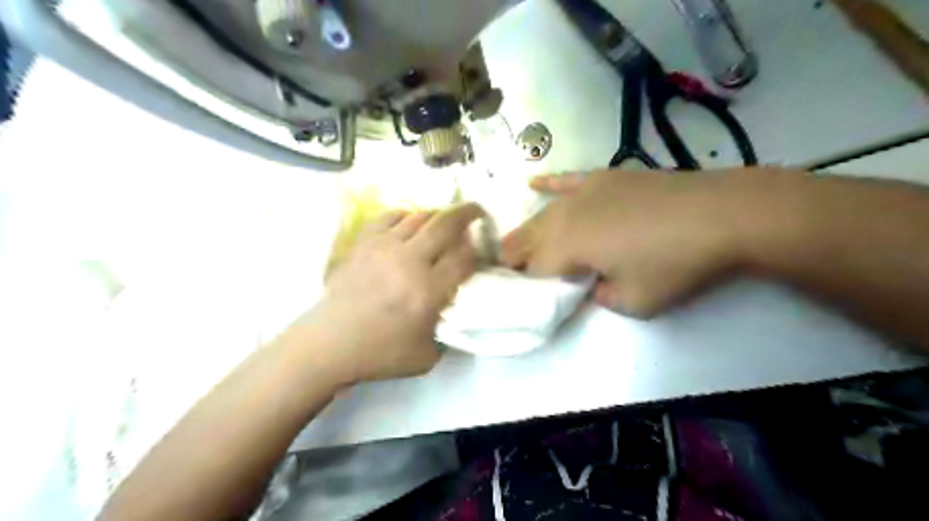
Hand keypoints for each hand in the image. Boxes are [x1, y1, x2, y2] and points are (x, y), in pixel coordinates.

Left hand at [305, 204, 481, 383]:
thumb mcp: (427, 356)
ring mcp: (384, 247)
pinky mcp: (364, 242)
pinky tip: (411, 224)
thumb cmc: (380, 353)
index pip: (464, 258)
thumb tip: (459, 306)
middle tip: (477, 211)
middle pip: (446, 225)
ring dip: (438, 215)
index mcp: (428, 291)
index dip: (478, 251)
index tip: (482, 252)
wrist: (330, 343)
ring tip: (444, 222)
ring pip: (420, 216)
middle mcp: (409, 262)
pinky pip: (391, 216)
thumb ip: (449, 330)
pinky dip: (407, 215)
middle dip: (468, 213)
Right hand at [500, 170, 745, 316]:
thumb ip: (600, 297)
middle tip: (503, 269)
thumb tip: (590, 285)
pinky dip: (548, 183)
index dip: (526, 284)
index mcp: (568, 248)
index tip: (522, 296)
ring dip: (526, 230)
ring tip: (512, 243)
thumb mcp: (635, 302)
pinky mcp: (603, 178)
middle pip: (529, 239)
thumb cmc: (674, 264)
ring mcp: (583, 193)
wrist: (719, 215)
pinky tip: (531, 183)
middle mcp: (566, 217)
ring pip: (543, 214)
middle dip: (513, 256)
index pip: (534, 270)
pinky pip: (566, 180)